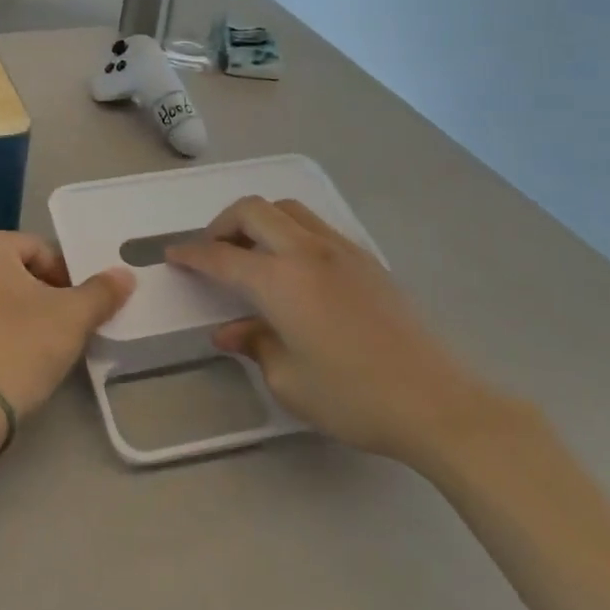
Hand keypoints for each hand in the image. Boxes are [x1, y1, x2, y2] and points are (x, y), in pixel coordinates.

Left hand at [0, 230, 134, 424]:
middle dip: (36, 297)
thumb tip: (123, 275)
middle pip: (9, 272)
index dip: (66, 279)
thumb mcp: (72, 319)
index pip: (39, 251)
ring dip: (7, 316)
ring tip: (26, 352)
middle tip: (57, 333)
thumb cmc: (17, 351)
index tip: (77, 313)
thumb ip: (101, 291)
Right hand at [167, 198, 509, 471]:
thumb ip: (254, 345)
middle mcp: (307, 251)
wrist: (436, 401)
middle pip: (253, 210)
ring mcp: (341, 250)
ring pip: (288, 208)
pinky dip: (290, 231)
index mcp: (280, 280)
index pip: (222, 256)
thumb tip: (230, 330)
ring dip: (259, 220)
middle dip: (222, 223)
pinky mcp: (367, 259)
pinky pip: (316, 226)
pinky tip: (293, 267)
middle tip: (212, 251)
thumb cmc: (353, 397)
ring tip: (251, 252)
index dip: (192, 254)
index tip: (173, 255)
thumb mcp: (289, 381)